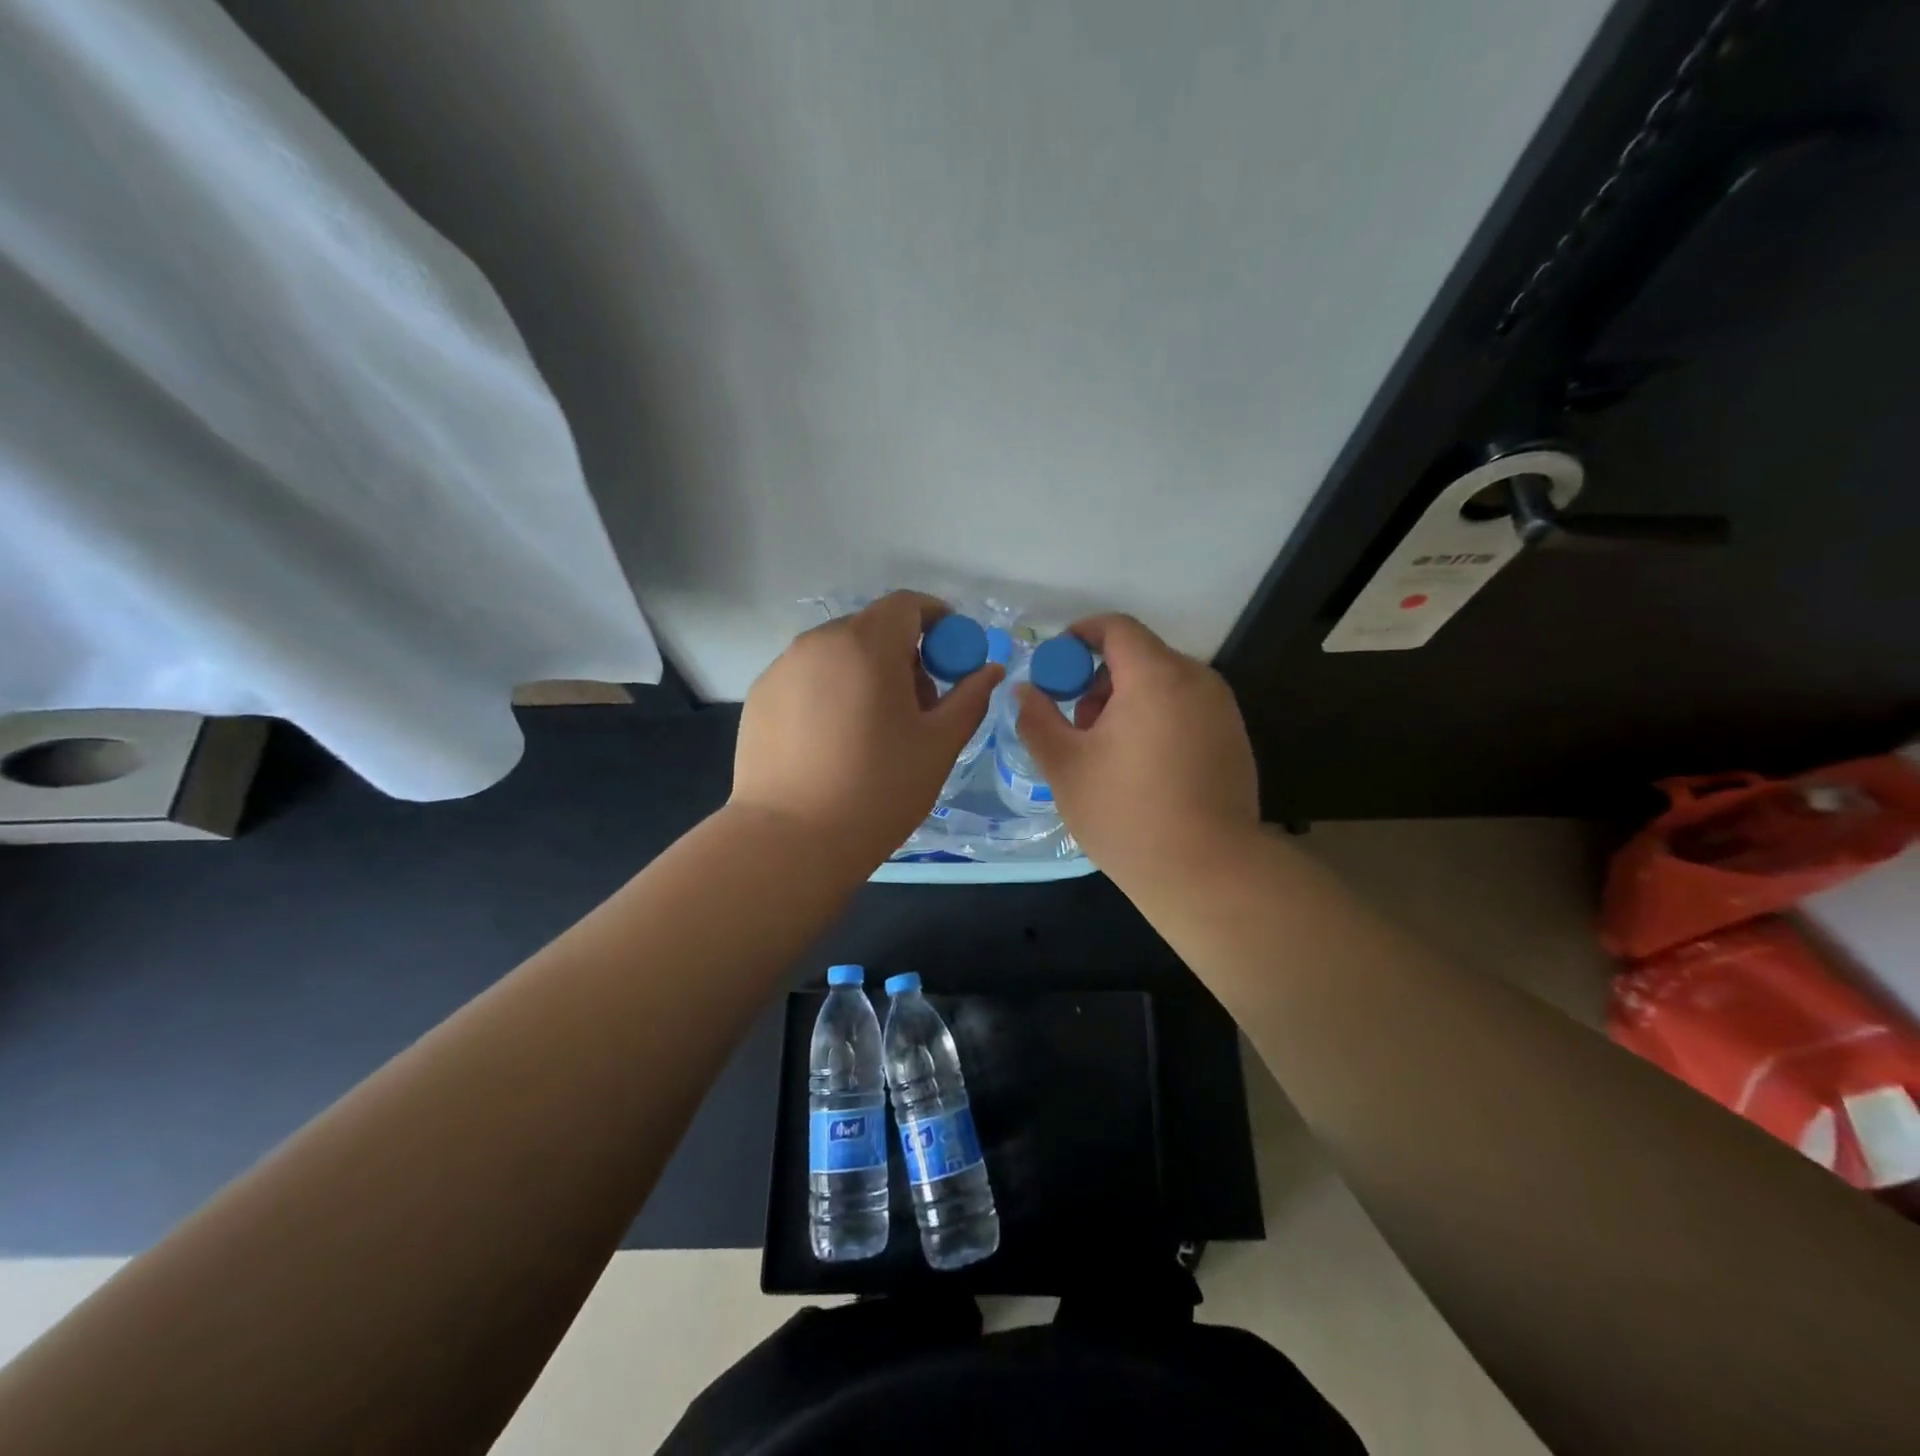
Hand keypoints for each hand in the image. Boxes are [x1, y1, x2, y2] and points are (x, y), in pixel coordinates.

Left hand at [731, 591, 1004, 869]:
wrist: (790, 841)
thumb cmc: (878, 790)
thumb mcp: (938, 745)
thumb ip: (969, 698)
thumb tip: (990, 670)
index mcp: (867, 644)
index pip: (908, 604)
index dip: (938, 621)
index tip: (952, 656)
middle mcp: (819, 642)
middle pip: (872, 628)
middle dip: (903, 653)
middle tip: (918, 705)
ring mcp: (782, 667)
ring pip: (838, 653)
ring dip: (866, 672)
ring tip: (874, 728)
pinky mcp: (760, 696)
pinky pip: (808, 677)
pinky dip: (831, 691)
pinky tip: (834, 741)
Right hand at [1015, 614, 1258, 884]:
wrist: (1208, 872)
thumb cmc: (1127, 814)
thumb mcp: (1065, 766)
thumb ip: (1037, 719)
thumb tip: (1024, 691)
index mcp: (1155, 676)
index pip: (1115, 628)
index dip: (1079, 637)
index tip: (1055, 668)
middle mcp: (1197, 680)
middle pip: (1140, 656)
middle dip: (1100, 680)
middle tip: (1077, 726)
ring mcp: (1223, 710)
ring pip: (1164, 684)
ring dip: (1128, 701)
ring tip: (1108, 754)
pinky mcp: (1235, 739)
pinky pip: (1186, 709)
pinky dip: (1157, 720)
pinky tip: (1144, 770)